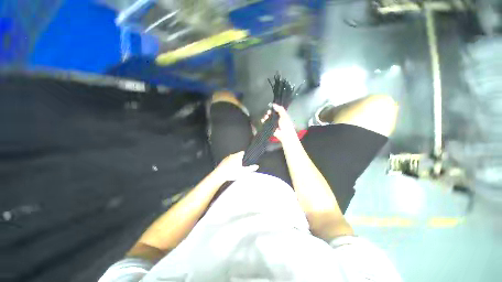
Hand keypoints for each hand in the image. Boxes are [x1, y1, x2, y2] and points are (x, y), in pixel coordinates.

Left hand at [213, 151, 258, 180]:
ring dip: (235, 161)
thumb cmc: (232, 173)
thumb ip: (250, 168)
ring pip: (233, 158)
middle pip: (238, 155)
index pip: (243, 152)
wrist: (220, 175)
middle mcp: (232, 155)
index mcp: (238, 156)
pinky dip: (230, 163)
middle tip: (243, 165)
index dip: (246, 155)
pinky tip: (230, 169)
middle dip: (240, 159)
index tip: (247, 159)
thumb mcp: (243, 172)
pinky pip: (228, 161)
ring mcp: (227, 158)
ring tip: (236, 168)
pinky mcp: (222, 162)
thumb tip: (257, 166)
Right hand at [261, 104, 297, 143]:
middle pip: (270, 114)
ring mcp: (272, 123)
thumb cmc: (286, 124)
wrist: (285, 134)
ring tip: (266, 117)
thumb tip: (273, 104)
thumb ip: (280, 109)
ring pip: (267, 118)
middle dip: (268, 112)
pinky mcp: (269, 127)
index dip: (272, 108)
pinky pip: (265, 123)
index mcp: (280, 115)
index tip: (270, 107)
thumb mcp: (284, 115)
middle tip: (267, 113)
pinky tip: (263, 120)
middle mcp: (276, 119)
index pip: (275, 110)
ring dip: (265, 116)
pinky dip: (263, 121)